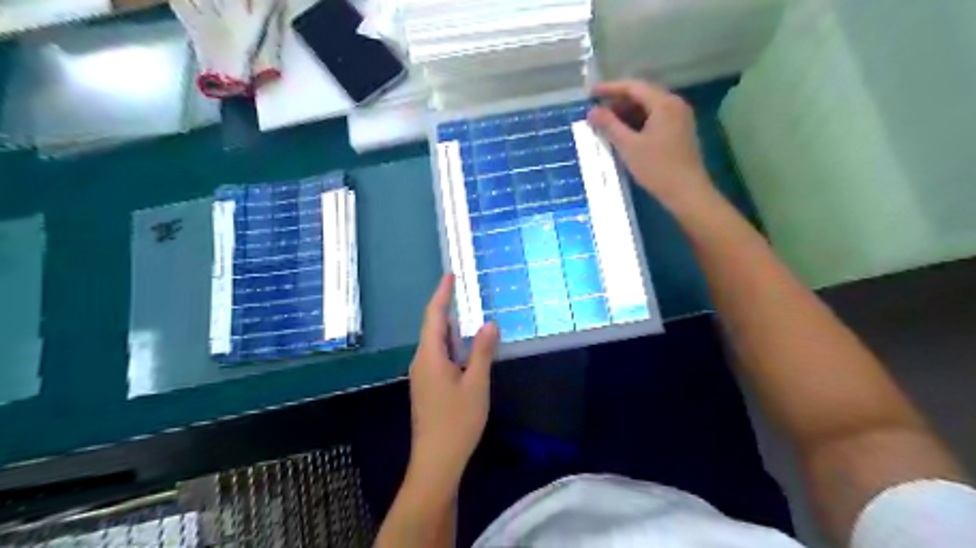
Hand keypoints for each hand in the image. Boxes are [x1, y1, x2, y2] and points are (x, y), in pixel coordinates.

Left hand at [408, 276, 498, 481]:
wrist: (436, 460)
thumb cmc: (457, 421)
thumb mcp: (476, 384)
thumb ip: (482, 352)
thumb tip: (489, 324)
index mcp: (429, 356)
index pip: (434, 316)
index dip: (441, 294)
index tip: (449, 275)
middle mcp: (421, 361)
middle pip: (432, 327)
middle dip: (447, 308)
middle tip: (463, 292)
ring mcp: (422, 375)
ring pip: (435, 343)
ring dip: (450, 328)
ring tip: (467, 314)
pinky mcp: (427, 387)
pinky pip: (438, 356)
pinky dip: (451, 344)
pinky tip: (464, 348)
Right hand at [586, 79, 713, 207]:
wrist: (687, 192)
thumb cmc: (657, 168)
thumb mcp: (628, 146)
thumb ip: (609, 125)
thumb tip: (591, 111)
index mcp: (664, 103)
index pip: (633, 87)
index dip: (610, 88)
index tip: (590, 93)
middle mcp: (675, 105)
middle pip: (642, 96)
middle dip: (618, 103)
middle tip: (597, 113)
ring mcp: (680, 118)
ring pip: (649, 109)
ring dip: (627, 114)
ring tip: (607, 126)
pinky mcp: (680, 132)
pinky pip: (655, 120)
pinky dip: (638, 123)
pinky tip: (625, 136)